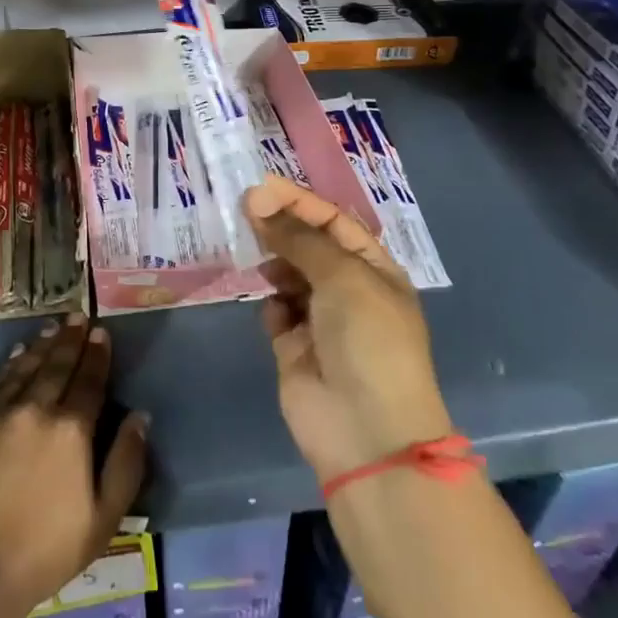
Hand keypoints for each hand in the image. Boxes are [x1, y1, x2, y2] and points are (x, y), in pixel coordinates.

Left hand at [0, 315, 148, 617]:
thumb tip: (140, 417)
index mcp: (70, 431)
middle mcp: (35, 410)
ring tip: (53, 328)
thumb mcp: (102, 520)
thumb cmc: (43, 553)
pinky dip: (8, 365)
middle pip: (57, 366)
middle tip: (79, 317)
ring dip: (42, 345)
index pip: (89, 381)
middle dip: (71, 340)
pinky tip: (16, 355)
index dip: (97, 355)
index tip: (101, 333)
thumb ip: (125, 464)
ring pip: (25, 367)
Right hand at [248, 176, 452, 482]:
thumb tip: (260, 202)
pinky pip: (275, 311)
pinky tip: (268, 303)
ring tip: (249, 250)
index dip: (299, 202)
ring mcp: (320, 320)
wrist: (366, 431)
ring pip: (288, 276)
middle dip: (280, 227)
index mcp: (374, 270)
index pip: (334, 222)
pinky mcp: (293, 348)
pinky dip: (270, 302)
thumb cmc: (368, 340)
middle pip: (308, 246)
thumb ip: (300, 238)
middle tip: (243, 209)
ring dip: (271, 261)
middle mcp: (348, 291)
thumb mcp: (343, 276)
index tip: (260, 186)